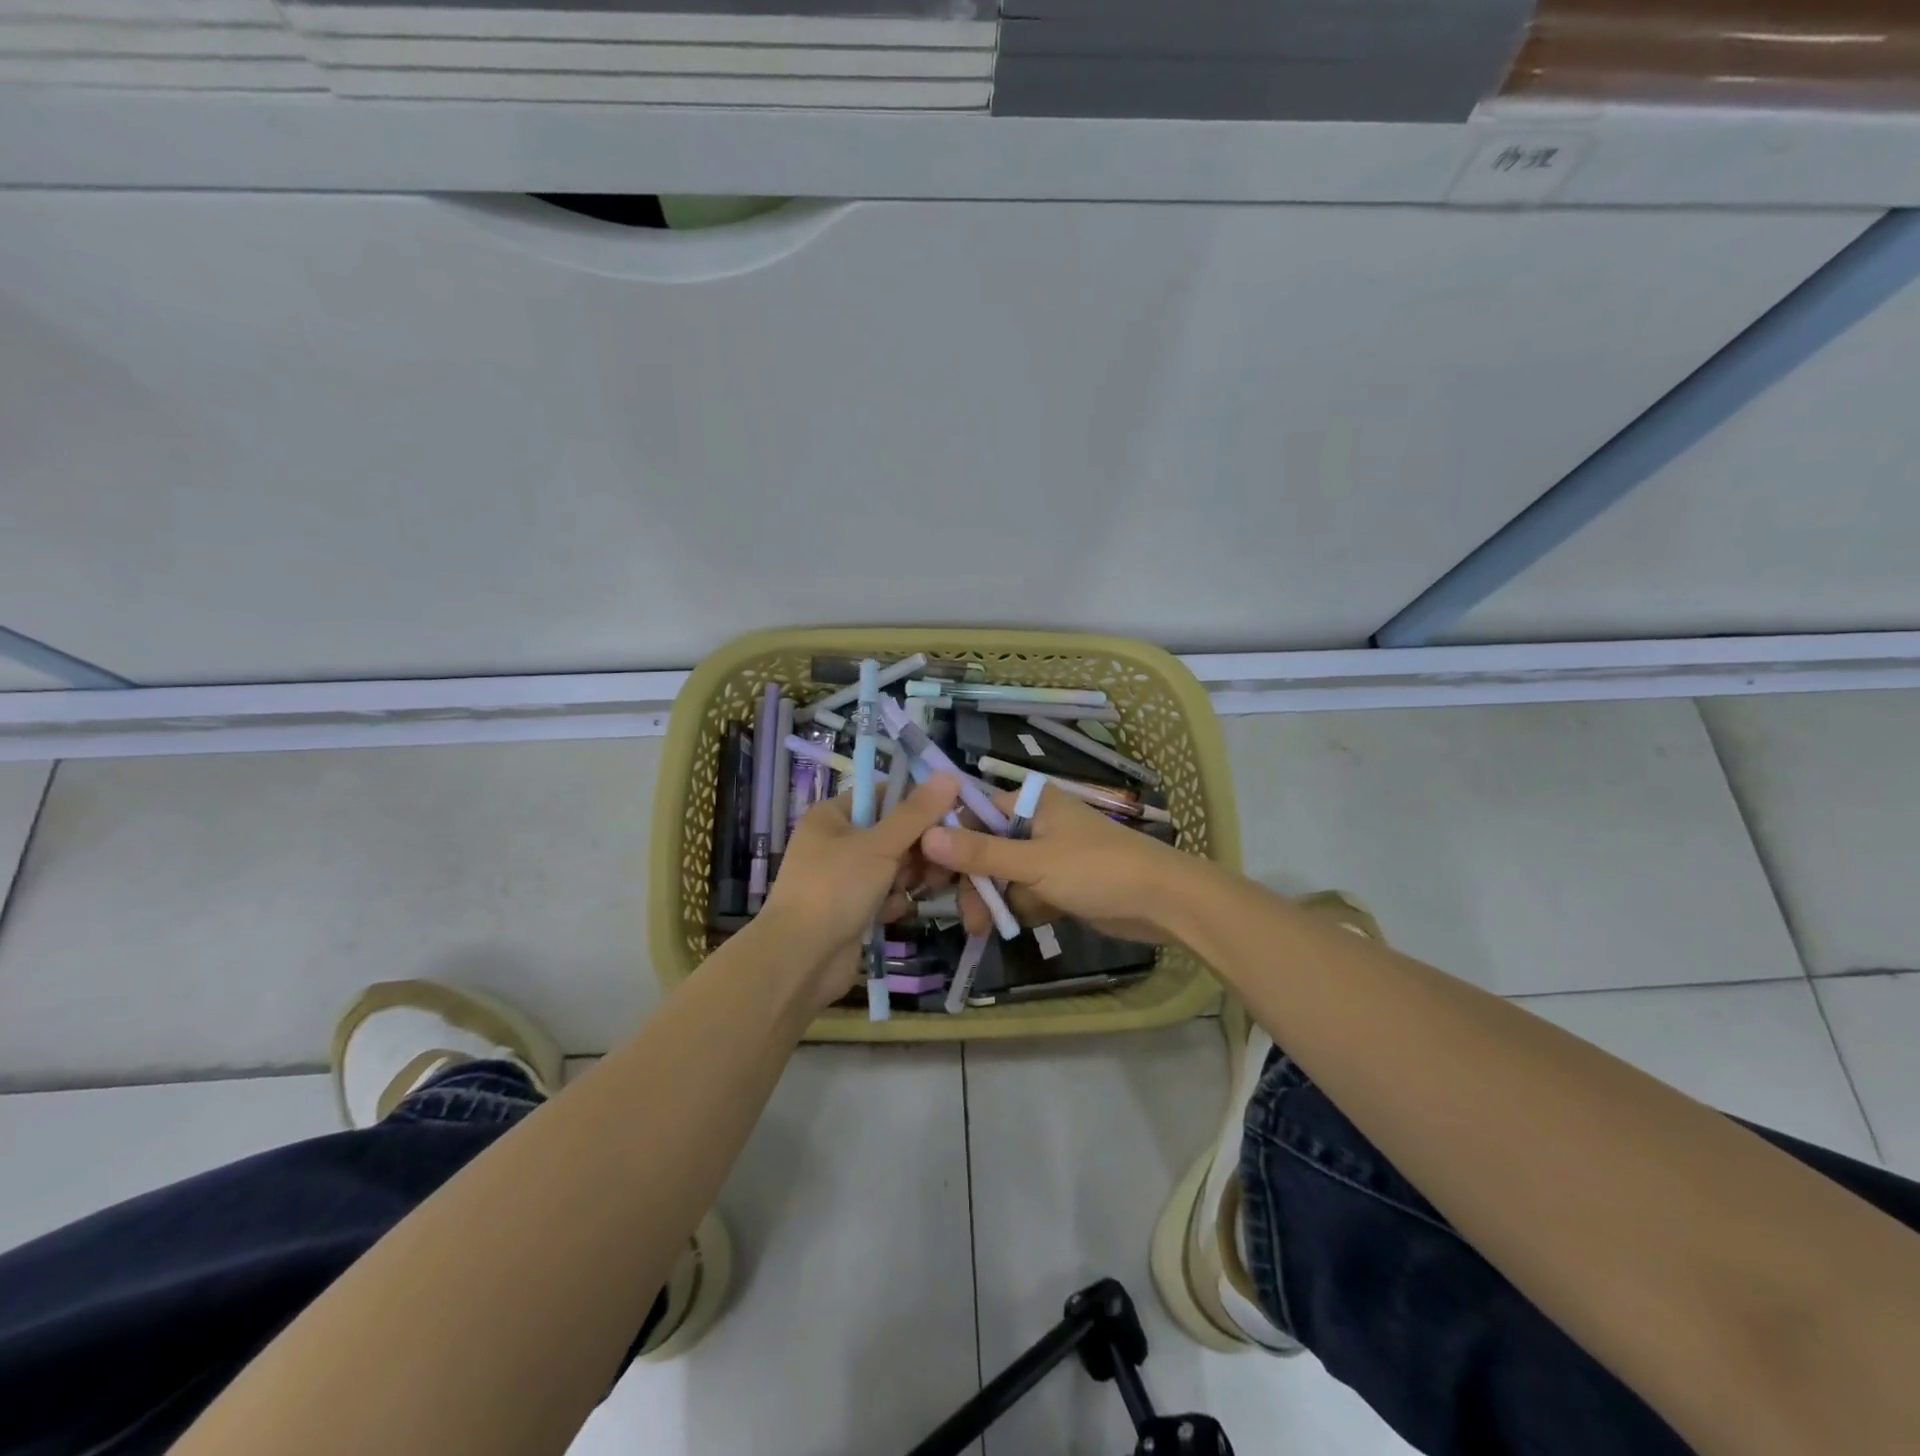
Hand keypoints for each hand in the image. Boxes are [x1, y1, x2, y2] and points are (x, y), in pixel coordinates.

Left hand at [758, 775, 961, 1007]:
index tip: (949, 817)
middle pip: (893, 832)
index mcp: (832, 815)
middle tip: (935, 864)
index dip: (917, 804)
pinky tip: (892, 914)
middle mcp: (835, 841)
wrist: (800, 960)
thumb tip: (950, 773)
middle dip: (916, 850)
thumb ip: (917, 813)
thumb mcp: (880, 845)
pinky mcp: (851, 908)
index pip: (884, 794)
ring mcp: (843, 877)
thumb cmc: (835, 889)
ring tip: (913, 891)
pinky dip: (892, 903)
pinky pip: (884, 894)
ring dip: (907, 878)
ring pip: (893, 866)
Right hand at [918, 784, 1203, 944]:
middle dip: (974, 881)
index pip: (973, 815)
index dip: (948, 843)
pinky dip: (1018, 909)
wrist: (1163, 902)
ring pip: (1004, 875)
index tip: (925, 873)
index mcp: (1030, 804)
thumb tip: (924, 835)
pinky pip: (1026, 893)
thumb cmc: (1097, 870)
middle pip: (986, 849)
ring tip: (983, 928)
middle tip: (965, 914)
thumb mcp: (1034, 862)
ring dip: (993, 900)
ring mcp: (1050, 855)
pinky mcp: (1062, 883)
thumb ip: (980, 852)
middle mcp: (1037, 824)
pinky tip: (1010, 927)